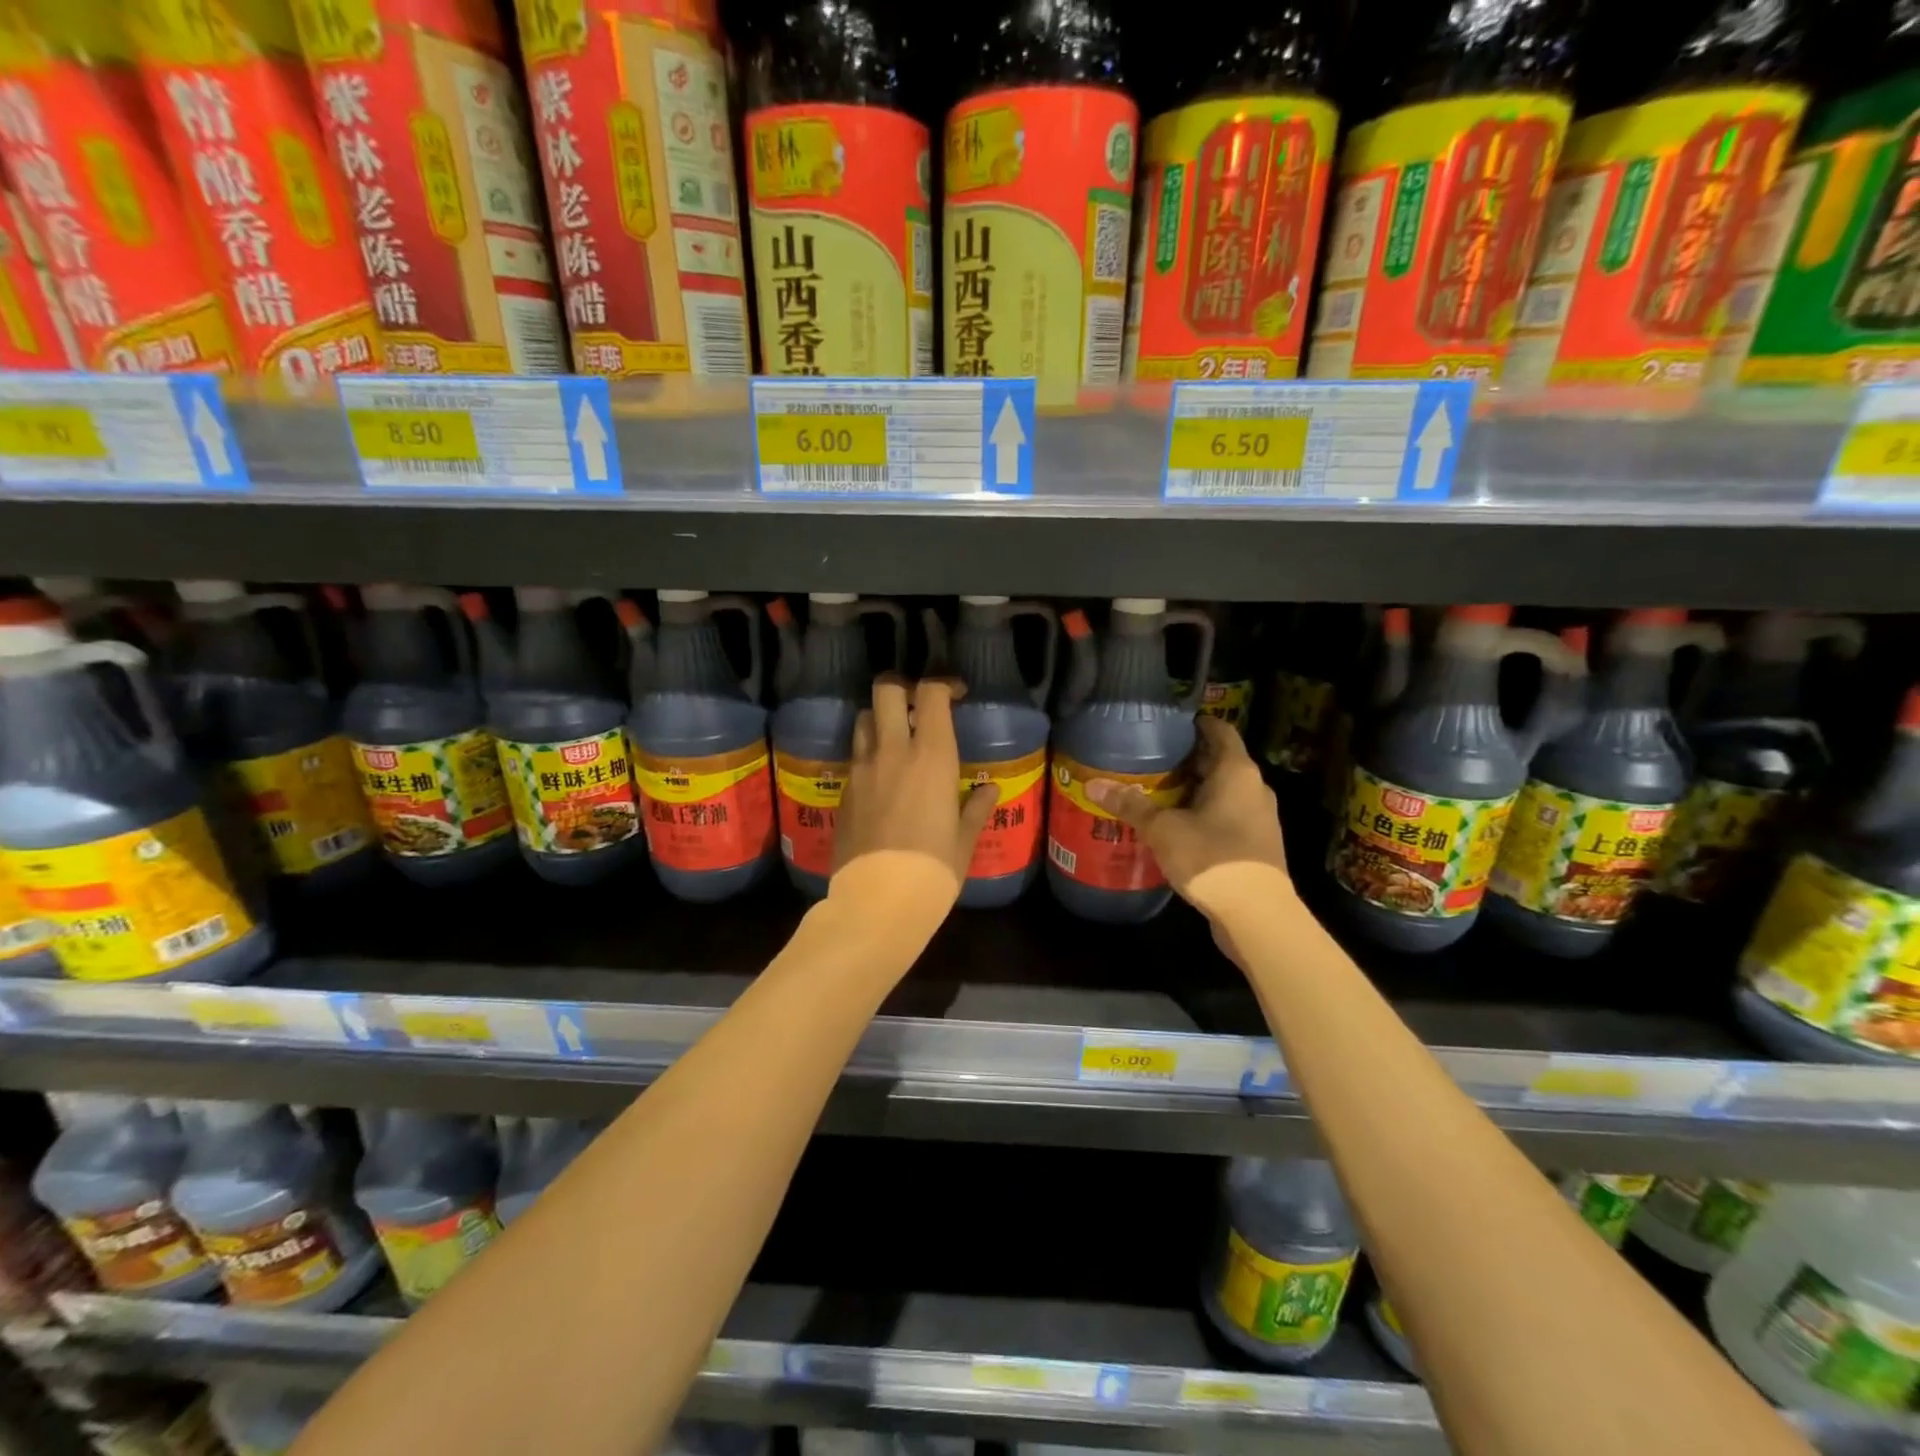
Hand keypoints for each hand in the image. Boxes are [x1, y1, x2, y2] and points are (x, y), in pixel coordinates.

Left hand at [830, 678, 999, 899]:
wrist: (877, 902)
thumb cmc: (933, 870)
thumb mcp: (963, 840)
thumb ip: (975, 808)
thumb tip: (990, 790)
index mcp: (931, 757)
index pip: (931, 694)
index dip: (943, 684)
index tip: (956, 694)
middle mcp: (892, 752)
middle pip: (886, 690)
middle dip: (902, 687)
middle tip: (917, 705)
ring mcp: (862, 769)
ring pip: (864, 718)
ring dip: (880, 718)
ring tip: (897, 739)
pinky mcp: (843, 791)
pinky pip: (855, 756)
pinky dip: (868, 754)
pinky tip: (882, 779)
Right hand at [1086, 717, 1292, 917]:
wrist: (1257, 915)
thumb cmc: (1211, 857)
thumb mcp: (1162, 829)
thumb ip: (1130, 805)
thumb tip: (1093, 785)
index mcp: (1236, 771)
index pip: (1219, 729)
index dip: (1193, 724)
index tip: (1164, 726)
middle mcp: (1253, 787)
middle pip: (1219, 760)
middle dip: (1185, 760)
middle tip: (1148, 760)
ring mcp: (1259, 817)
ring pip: (1222, 791)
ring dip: (1193, 790)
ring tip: (1155, 793)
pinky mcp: (1255, 844)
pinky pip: (1226, 816)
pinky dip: (1202, 814)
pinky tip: (1174, 828)